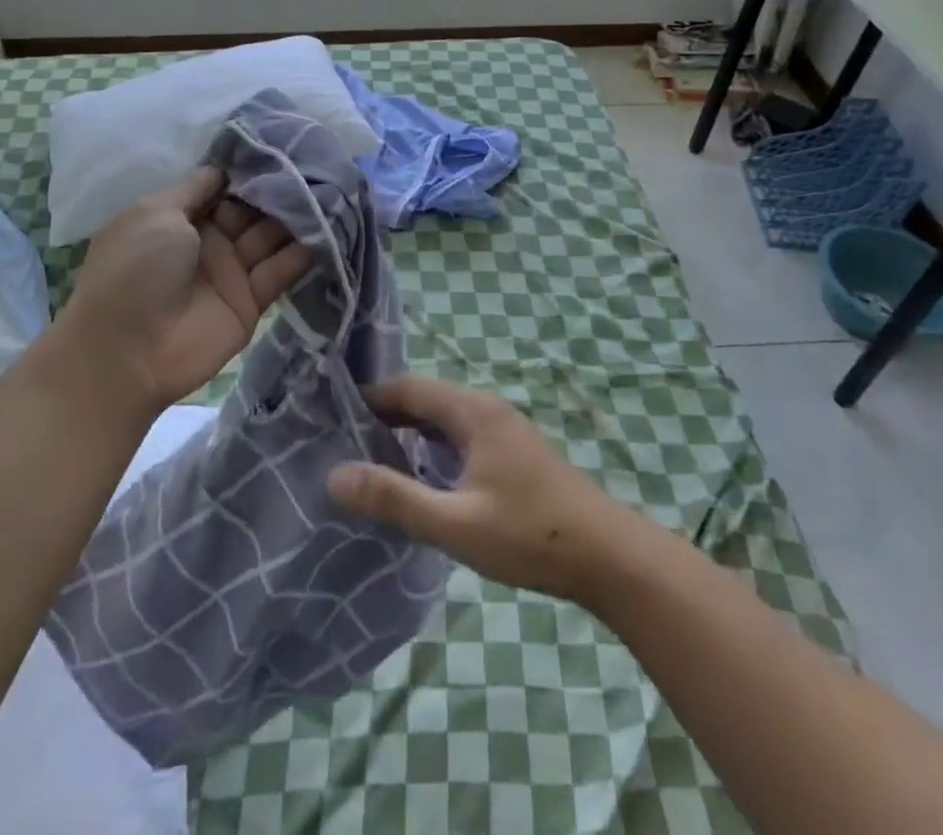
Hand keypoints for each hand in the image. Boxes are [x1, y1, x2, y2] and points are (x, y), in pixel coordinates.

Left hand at [56, 168, 312, 417]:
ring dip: (297, 217)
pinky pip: (280, 271)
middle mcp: (207, 240)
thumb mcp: (155, 214)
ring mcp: (230, 272)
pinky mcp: (251, 302)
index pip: (222, 186)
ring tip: (332, 192)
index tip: (284, 148)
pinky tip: (330, 229)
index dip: (249, 169)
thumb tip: (223, 167)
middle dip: (279, 189)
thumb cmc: (134, 271)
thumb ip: (195, 188)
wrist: (126, 352)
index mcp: (179, 217)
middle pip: (251, 209)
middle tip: (318, 166)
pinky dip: (303, 253)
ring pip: (270, 236)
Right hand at [327, 376, 631, 603]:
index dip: (372, 397)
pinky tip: (425, 475)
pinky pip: (463, 433)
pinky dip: (435, 444)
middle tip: (347, 441)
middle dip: (388, 415)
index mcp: (472, 411)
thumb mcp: (454, 522)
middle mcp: (488, 408)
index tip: (334, 415)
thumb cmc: (528, 534)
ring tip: (376, 458)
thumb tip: (334, 476)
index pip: (410, 387)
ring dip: (412, 431)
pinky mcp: (516, 451)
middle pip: (427, 399)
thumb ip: (394, 498)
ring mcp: (506, 428)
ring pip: (446, 417)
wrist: (608, 556)